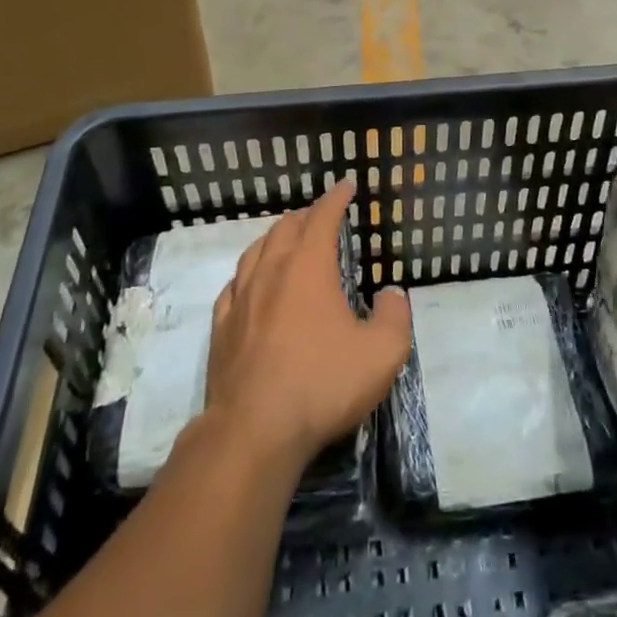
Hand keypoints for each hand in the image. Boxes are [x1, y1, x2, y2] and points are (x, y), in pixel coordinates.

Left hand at [206, 178, 411, 471]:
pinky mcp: (221, 329)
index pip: (322, 218)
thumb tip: (391, 294)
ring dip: (275, 238)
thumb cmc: (322, 384)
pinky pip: (233, 286)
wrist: (254, 431)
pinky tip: (250, 284)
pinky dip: (248, 273)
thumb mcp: (382, 353)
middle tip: (320, 215)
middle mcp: (271, 272)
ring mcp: (240, 299)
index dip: (335, 198)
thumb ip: (394, 316)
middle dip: (305, 215)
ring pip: (255, 251)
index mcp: (308, 267)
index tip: (346, 186)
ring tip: (286, 240)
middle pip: (285, 228)